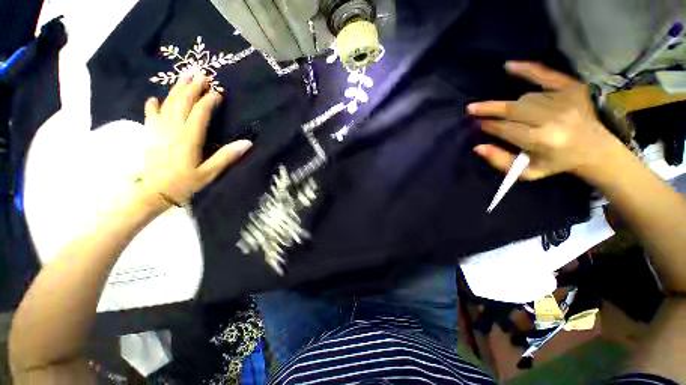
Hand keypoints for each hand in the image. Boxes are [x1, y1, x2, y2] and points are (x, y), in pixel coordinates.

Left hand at [138, 72, 251, 208]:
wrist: (153, 192)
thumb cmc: (184, 183)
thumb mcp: (209, 172)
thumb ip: (227, 156)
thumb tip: (247, 143)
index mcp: (189, 138)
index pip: (200, 113)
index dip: (209, 101)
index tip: (218, 92)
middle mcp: (173, 128)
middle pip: (183, 102)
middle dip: (193, 87)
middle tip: (202, 73)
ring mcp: (158, 129)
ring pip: (168, 103)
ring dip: (177, 88)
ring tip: (185, 76)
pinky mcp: (149, 133)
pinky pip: (151, 113)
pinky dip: (154, 104)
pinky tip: (156, 98)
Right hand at [467, 61, 622, 180]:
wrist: (595, 149)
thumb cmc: (556, 163)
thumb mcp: (527, 173)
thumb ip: (501, 161)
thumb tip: (478, 147)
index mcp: (541, 140)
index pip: (505, 129)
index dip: (488, 126)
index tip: (477, 125)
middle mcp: (553, 118)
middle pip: (512, 109)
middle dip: (489, 109)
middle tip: (471, 109)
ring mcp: (564, 100)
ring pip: (525, 98)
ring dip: (512, 106)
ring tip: (510, 113)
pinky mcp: (573, 88)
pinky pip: (546, 74)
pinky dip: (527, 69)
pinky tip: (509, 66)